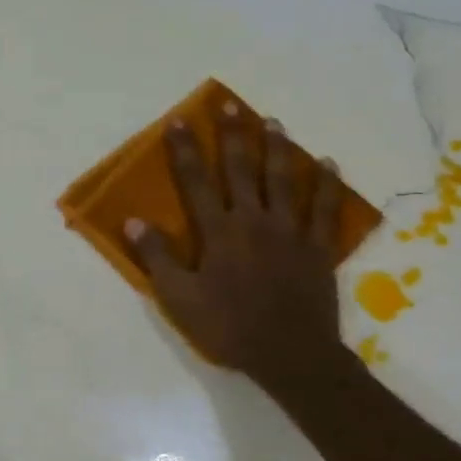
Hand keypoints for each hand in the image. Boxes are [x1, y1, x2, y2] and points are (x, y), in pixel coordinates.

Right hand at [127, 103, 350, 395]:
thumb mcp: (179, 298)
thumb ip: (157, 258)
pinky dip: (327, 186)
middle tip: (230, 105)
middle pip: (242, 169)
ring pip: (284, 180)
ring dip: (278, 148)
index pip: (196, 181)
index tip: (179, 121)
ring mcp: (290, 232)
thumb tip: (132, 221)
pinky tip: (328, 164)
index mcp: (219, 232)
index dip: (185, 150)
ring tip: (274, 122)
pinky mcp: (318, 248)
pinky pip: (324, 210)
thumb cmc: (228, 327)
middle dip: (234, 135)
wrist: (290, 355)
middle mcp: (254, 221)